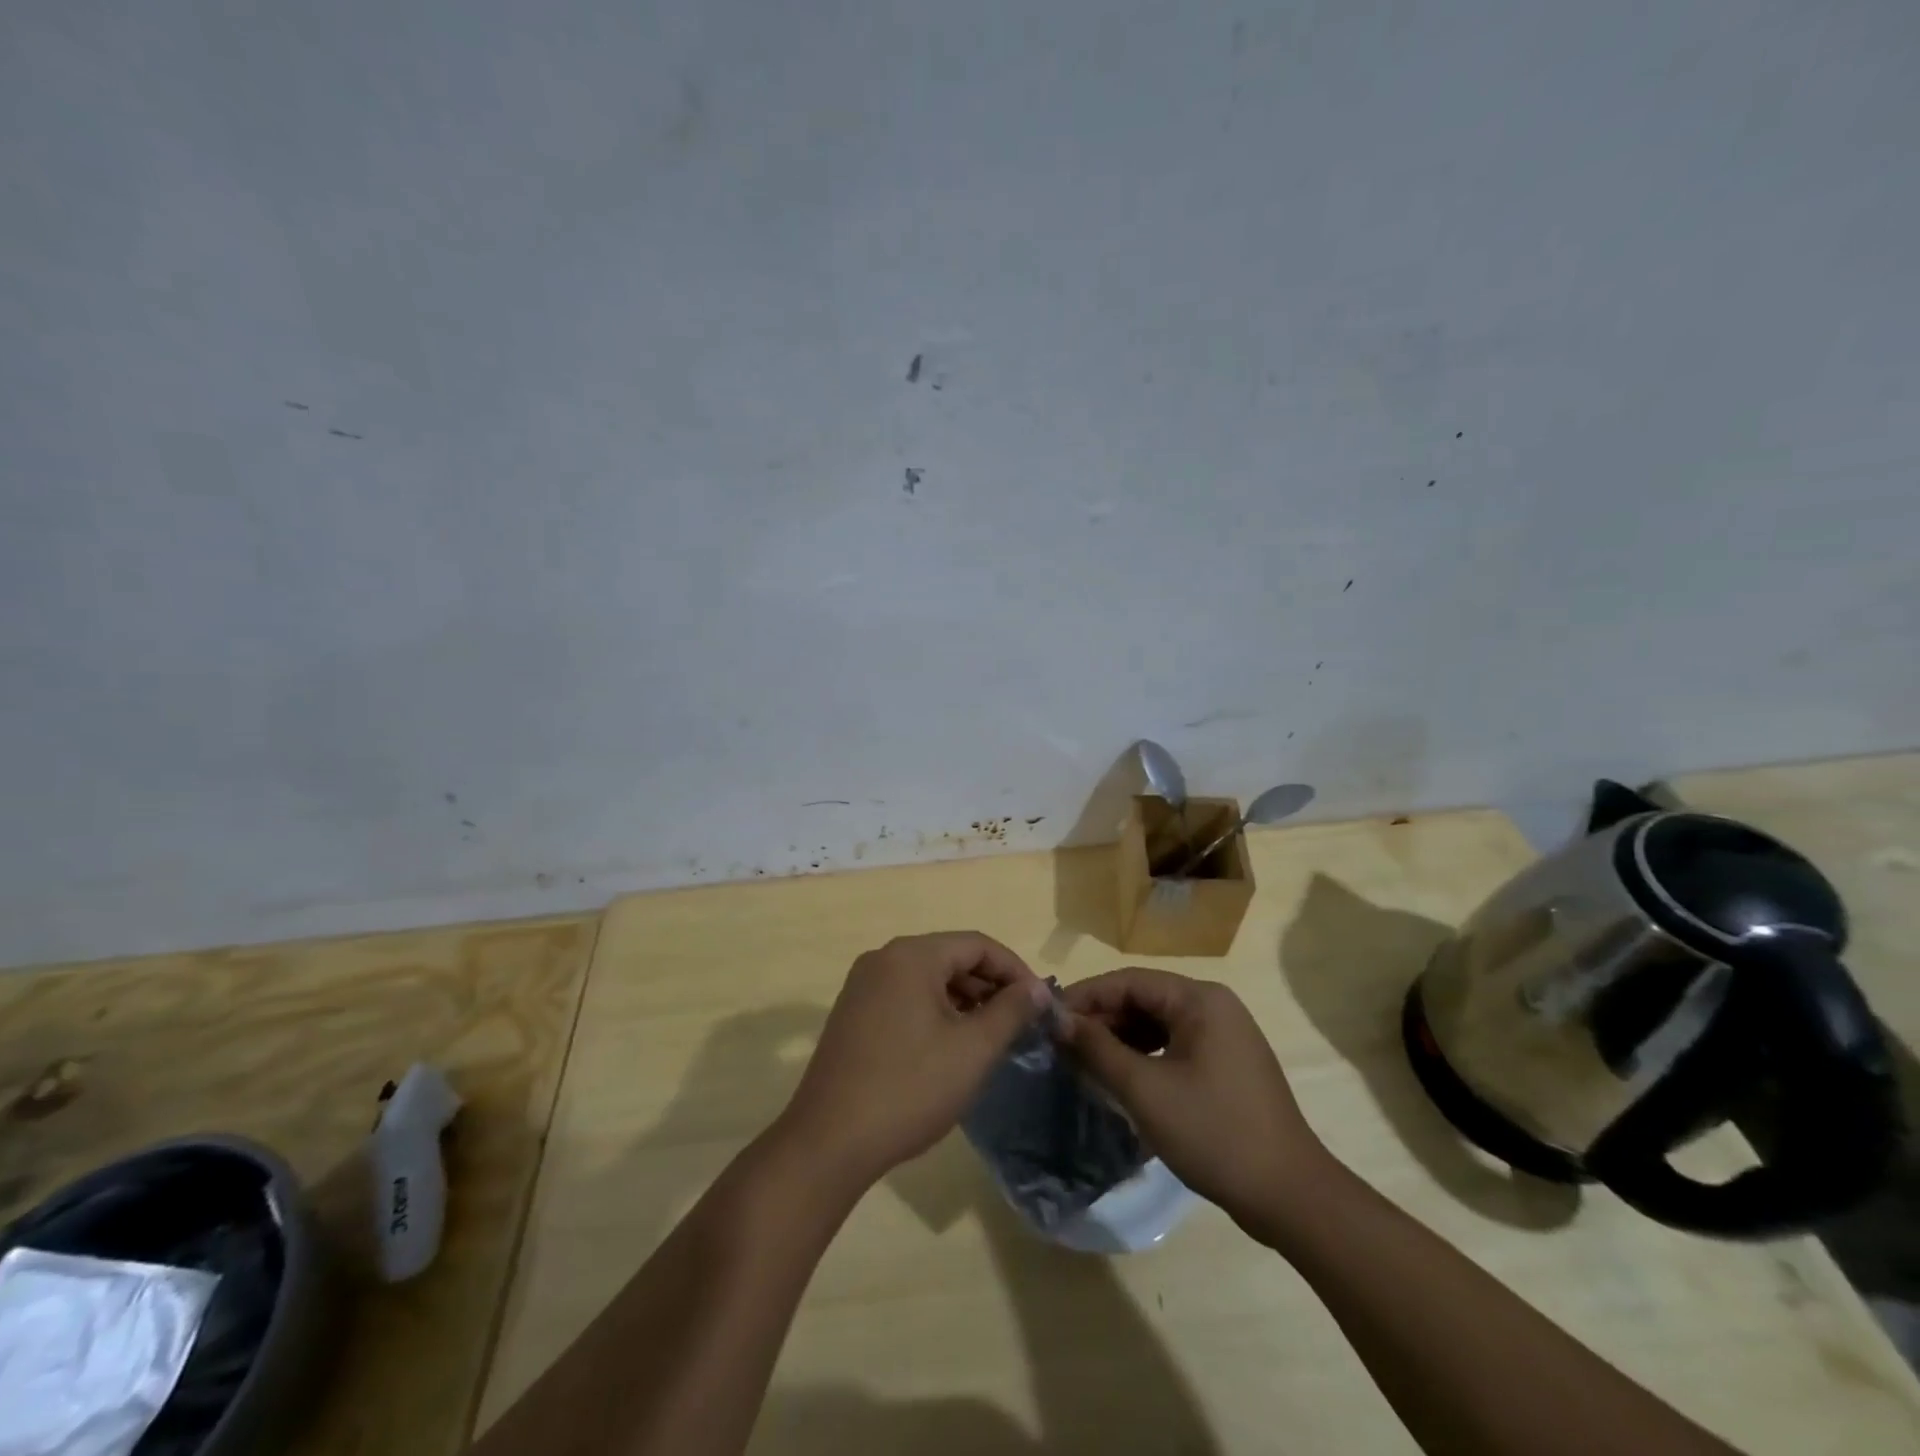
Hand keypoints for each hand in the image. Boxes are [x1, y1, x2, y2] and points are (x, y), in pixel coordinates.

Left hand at [778, 932, 1050, 1186]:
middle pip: (951, 957)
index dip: (1015, 969)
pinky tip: (951, 1046)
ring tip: (990, 1037)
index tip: (1039, 1003)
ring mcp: (863, 985)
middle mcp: (884, 958)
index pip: (977, 944)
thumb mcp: (972, 1050)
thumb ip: (1010, 1011)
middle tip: (1019, 1023)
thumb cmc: (910, 1088)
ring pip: (928, 978)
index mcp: (911, 955)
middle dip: (990, 985)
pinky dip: (936, 1011)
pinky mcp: (853, 1013)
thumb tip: (1036, 988)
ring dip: (964, 1000)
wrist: (829, 1141)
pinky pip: (906, 996)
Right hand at [1061, 967, 1333, 1232]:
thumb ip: (1098, 1049)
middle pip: (1144, 999)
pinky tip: (1120, 1078)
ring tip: (1084, 1062)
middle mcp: (1214, 1006)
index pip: (1130, 981)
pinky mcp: (1226, 1065)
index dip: (1086, 996)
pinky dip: (1144, 1057)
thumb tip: (1058, 1020)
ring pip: (1157, 1024)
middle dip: (1102, 1020)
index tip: (1048, 1018)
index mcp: (1200, 999)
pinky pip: (1174, 1046)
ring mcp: (1224, 1036)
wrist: (1290, 1196)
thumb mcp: (1146, 1090)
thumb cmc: (1214, 1133)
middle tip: (1062, 1045)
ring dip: (1120, 1039)